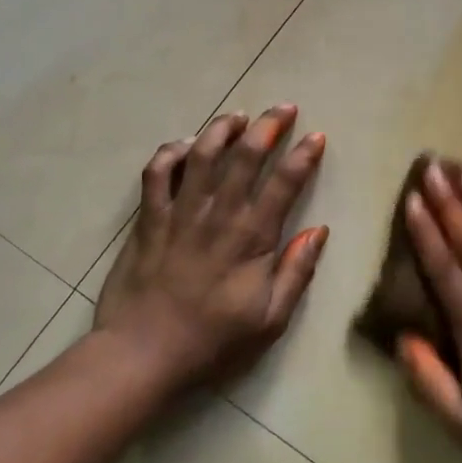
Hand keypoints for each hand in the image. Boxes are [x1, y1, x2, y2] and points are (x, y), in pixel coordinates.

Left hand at [95, 106, 327, 389]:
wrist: (142, 354)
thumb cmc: (213, 342)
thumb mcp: (270, 319)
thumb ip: (296, 272)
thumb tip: (319, 231)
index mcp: (251, 238)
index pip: (284, 183)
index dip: (303, 156)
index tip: (317, 136)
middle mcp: (217, 215)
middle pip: (244, 156)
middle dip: (267, 126)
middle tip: (283, 108)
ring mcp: (179, 213)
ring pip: (200, 155)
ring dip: (221, 129)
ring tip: (237, 116)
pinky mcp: (148, 220)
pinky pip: (156, 174)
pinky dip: (169, 153)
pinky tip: (183, 145)